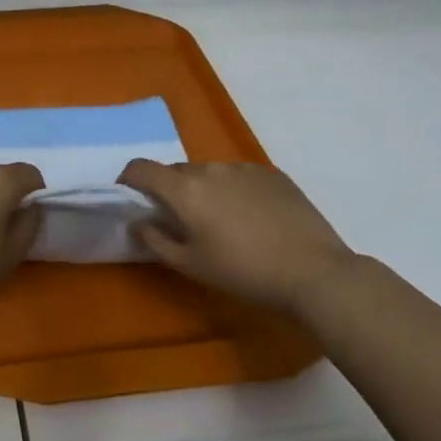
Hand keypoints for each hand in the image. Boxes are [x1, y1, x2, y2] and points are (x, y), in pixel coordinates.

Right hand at [118, 159, 356, 312]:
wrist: (312, 271)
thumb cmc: (243, 272)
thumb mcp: (190, 265)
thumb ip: (155, 240)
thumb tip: (138, 222)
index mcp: (184, 190)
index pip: (141, 168)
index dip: (128, 179)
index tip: (130, 197)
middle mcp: (210, 169)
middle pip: (175, 171)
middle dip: (168, 190)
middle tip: (179, 220)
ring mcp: (243, 168)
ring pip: (208, 173)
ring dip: (202, 190)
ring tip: (220, 221)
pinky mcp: (272, 173)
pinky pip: (238, 176)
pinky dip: (232, 190)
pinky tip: (250, 218)